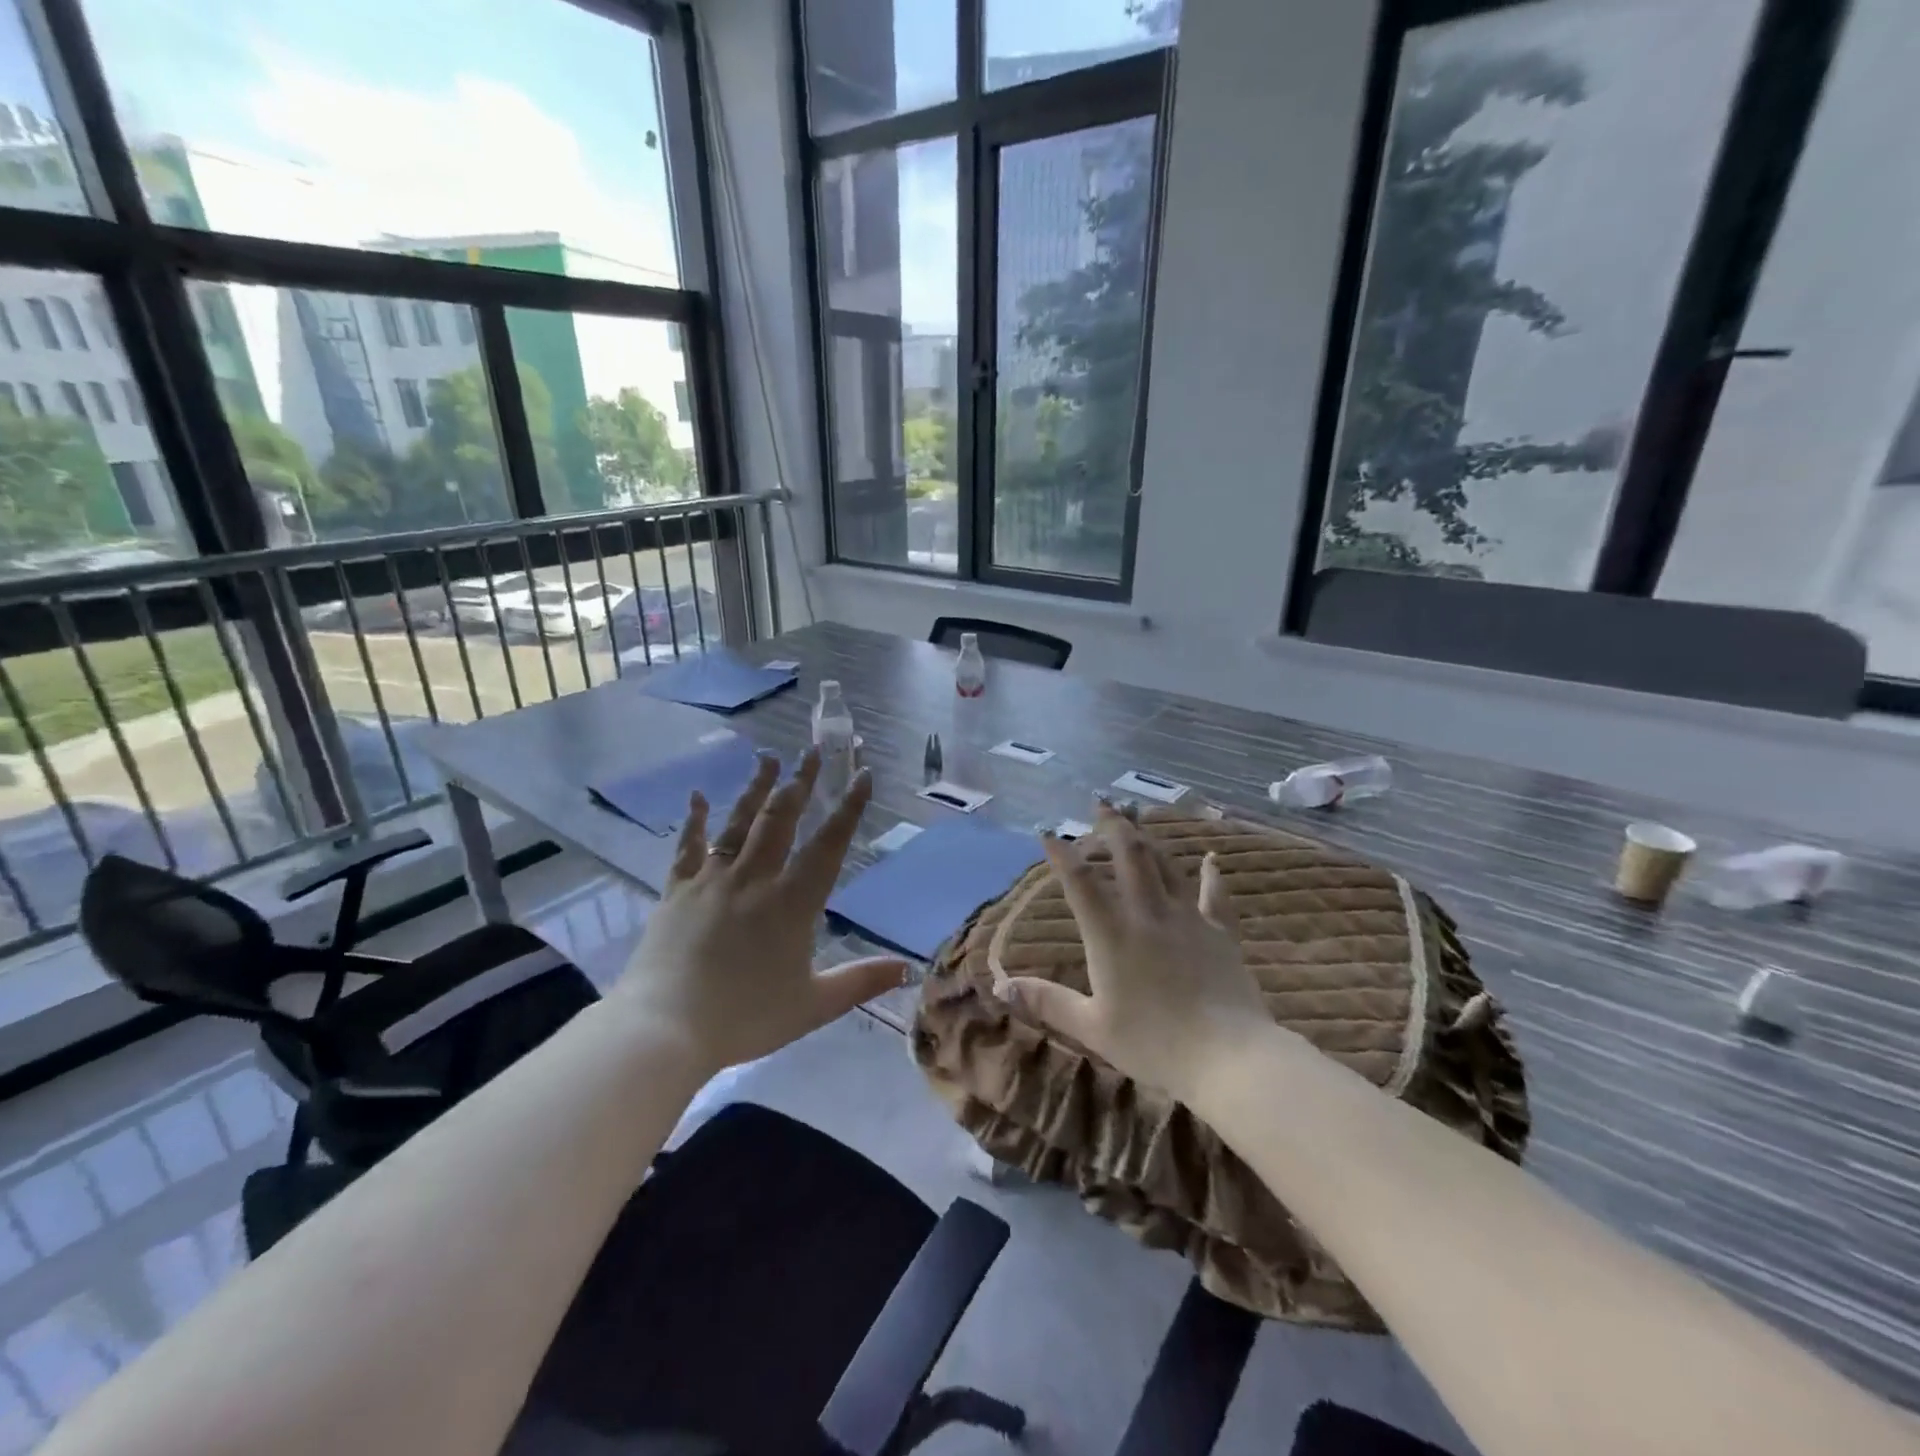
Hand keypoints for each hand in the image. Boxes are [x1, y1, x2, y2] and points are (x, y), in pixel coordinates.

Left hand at [615, 748, 907, 1071]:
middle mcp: (754, 879)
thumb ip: (860, 981)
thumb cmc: (744, 1018)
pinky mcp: (676, 891)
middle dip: (801, 782)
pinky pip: (688, 847)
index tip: (861, 775)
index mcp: (792, 902)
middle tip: (813, 750)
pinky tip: (696, 797)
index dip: (848, 808)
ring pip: (739, 823)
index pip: (828, 844)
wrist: (664, 1029)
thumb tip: (907, 969)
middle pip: (782, 819)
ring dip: (756, 788)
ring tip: (769, 758)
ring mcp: (712, 880)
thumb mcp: (813, 1005)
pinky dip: (694, 821)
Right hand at [997, 805, 1273, 1107]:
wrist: (1229, 1058)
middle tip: (1101, 802)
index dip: (1061, 853)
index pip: (1080, 882)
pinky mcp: (1220, 932)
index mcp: (1111, 935)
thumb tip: (1001, 987)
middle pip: (1130, 855)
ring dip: (1149, 838)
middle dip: (1112, 824)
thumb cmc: (1154, 1045)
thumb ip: (1047, 1002)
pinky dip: (1212, 875)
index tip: (1048, 830)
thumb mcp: (1092, 1028)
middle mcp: (1148, 914)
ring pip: (1167, 865)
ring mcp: (1188, 919)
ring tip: (1138, 818)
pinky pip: (1215, 895)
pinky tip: (1213, 858)